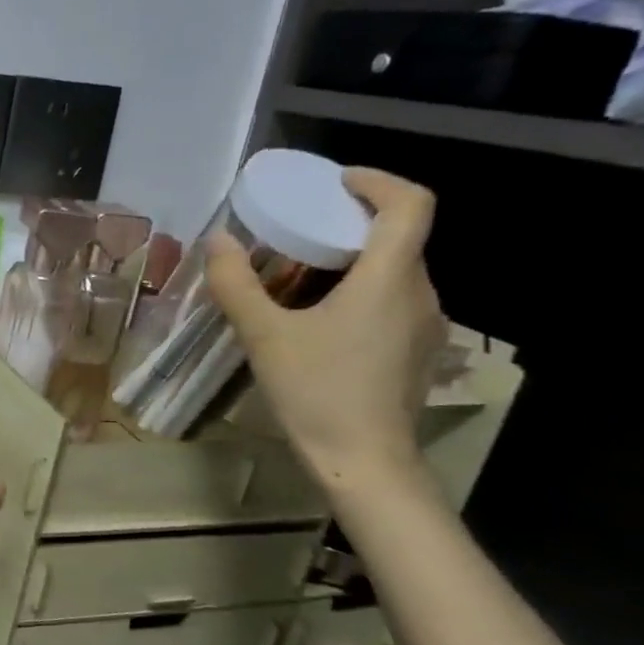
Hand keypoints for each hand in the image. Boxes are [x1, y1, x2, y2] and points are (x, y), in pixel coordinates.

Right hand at [207, 167, 446, 488]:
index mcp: (390, 278)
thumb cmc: (317, 392)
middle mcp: (420, 293)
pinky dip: (362, 288)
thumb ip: (237, 284)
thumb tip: (217, 241)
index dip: (377, 182)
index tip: (335, 182)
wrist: (365, 463)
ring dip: (356, 258)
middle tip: (302, 227)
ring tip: (303, 271)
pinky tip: (322, 316)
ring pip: (397, 270)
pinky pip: (395, 300)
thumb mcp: (264, 336)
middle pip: (401, 235)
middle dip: (353, 220)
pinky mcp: (418, 350)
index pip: (410, 204)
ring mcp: (426, 325)